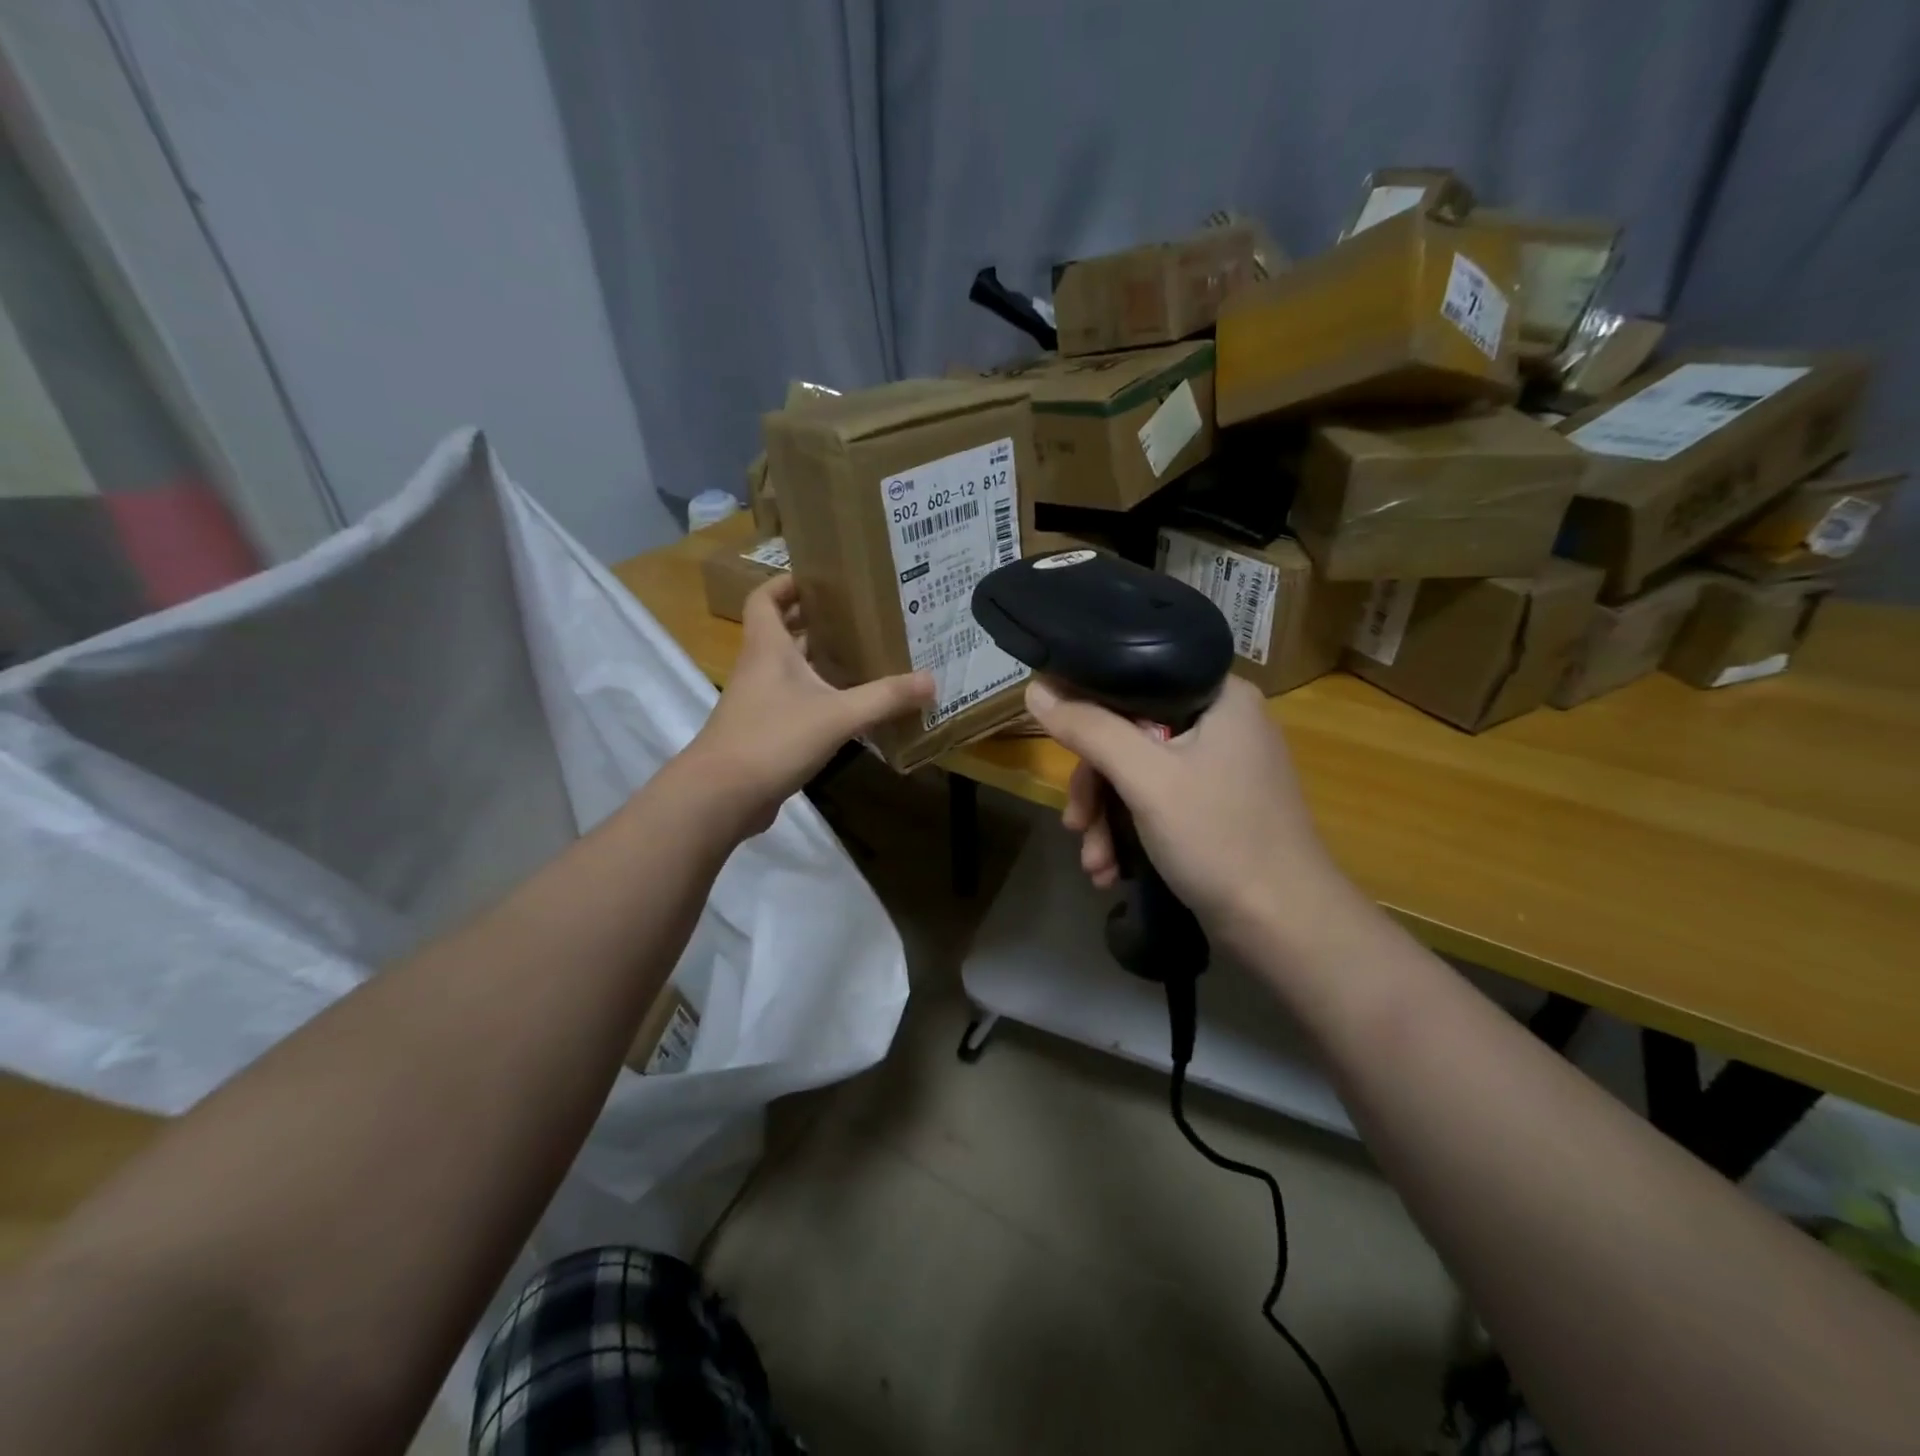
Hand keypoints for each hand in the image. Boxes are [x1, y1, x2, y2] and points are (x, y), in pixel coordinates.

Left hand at [687, 576, 933, 835]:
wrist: (722, 796)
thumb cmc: (773, 738)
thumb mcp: (837, 715)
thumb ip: (884, 698)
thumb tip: (931, 681)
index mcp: (768, 648)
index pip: (765, 598)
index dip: (786, 583)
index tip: (819, 578)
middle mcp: (760, 668)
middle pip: (782, 631)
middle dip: (814, 620)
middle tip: (857, 615)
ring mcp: (759, 702)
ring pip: (790, 669)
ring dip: (819, 660)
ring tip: (862, 654)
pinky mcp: (764, 732)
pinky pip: (794, 702)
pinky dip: (819, 697)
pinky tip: (850, 707)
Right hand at [1024, 675, 1349, 959]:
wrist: (1284, 927)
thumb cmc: (1219, 838)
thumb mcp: (1146, 779)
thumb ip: (1089, 730)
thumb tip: (1036, 688)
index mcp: (1220, 697)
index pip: (1136, 679)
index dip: (1088, 708)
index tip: (1058, 743)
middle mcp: (1222, 723)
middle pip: (1130, 735)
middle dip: (1096, 788)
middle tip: (1076, 825)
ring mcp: (1220, 769)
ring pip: (1138, 775)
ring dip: (1106, 820)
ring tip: (1095, 864)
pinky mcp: (1215, 808)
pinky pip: (1156, 802)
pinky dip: (1130, 833)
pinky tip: (1111, 871)